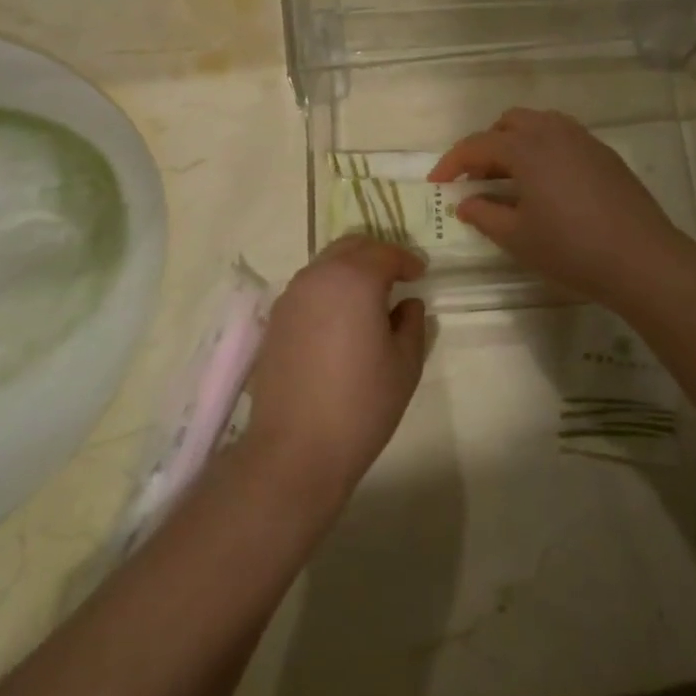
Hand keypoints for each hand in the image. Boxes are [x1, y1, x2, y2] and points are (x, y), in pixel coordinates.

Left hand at [240, 236, 427, 501]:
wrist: (295, 448)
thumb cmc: (361, 403)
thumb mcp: (405, 364)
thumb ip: (412, 323)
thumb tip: (407, 304)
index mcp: (354, 279)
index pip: (385, 253)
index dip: (407, 260)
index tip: (421, 274)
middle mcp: (318, 276)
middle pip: (350, 247)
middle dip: (377, 255)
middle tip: (397, 277)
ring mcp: (291, 297)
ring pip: (325, 265)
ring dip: (350, 270)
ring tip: (370, 299)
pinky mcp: (275, 320)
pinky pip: (308, 289)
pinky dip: (329, 290)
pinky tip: (341, 320)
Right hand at [429, 108, 690, 310]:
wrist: (642, 259)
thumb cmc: (571, 249)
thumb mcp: (517, 238)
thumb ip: (484, 215)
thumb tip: (466, 202)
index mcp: (526, 148)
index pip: (476, 144)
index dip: (451, 162)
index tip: (437, 184)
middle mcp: (553, 132)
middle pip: (509, 122)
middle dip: (486, 145)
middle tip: (477, 179)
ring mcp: (583, 140)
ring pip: (539, 124)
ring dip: (516, 143)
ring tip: (511, 179)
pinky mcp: (604, 154)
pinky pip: (563, 137)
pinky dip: (543, 150)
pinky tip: (547, 185)